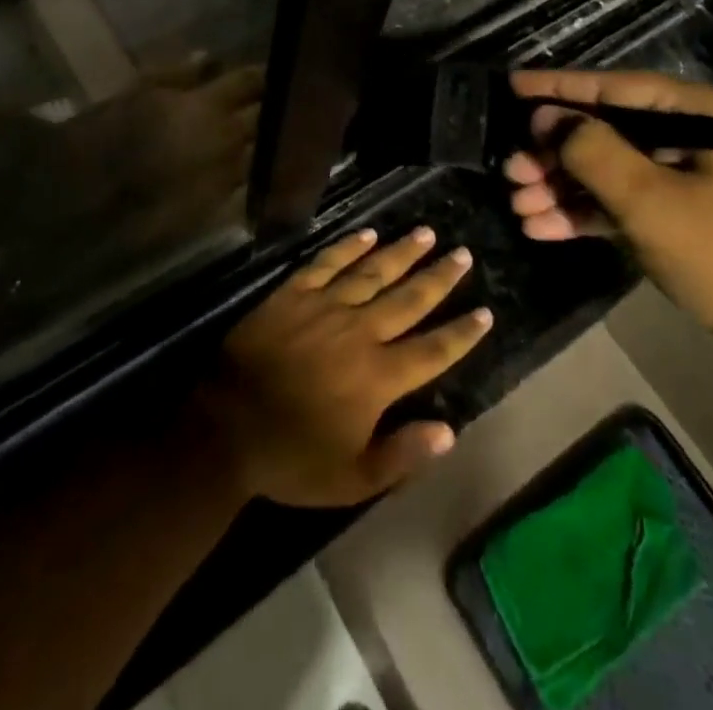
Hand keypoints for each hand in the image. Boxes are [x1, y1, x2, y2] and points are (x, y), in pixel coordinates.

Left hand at [200, 227, 493, 506]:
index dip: (461, 333)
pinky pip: (327, 263)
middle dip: (439, 277)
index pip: (432, 350)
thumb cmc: (291, 459)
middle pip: (409, 299)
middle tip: (463, 254)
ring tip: (426, 233)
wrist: (226, 428)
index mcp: (377, 377)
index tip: (485, 312)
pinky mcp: (294, 293)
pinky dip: (349, 247)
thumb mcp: (351, 479)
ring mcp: (325, 307)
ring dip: (402, 252)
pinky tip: (368, 233)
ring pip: (373, 272)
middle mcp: (359, 332)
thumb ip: (402, 455)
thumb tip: (449, 430)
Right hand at [505, 70, 712, 365]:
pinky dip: (584, 212)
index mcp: (698, 113)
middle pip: (604, 129)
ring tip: (519, 206)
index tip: (511, 84)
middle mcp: (690, 132)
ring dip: (562, 186)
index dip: (558, 86)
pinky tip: (543, 228)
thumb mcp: (650, 201)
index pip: (614, 88)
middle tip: (510, 170)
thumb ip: (593, 151)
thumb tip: (547, 119)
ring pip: (606, 166)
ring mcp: (683, 172)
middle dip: (554, 153)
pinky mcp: (676, 209)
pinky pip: (620, 199)